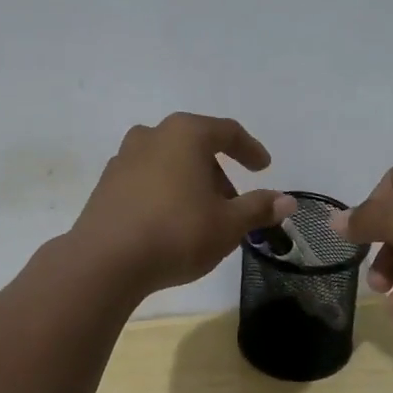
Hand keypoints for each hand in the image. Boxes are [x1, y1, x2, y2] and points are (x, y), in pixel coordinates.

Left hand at [69, 114, 296, 294]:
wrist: (105, 260)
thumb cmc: (176, 233)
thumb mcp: (228, 224)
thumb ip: (258, 208)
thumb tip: (287, 200)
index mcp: (185, 134)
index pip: (227, 132)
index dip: (250, 150)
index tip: (263, 168)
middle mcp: (152, 135)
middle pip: (195, 145)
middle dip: (218, 172)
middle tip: (233, 204)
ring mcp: (124, 158)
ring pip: (169, 162)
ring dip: (190, 182)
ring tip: (202, 216)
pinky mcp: (106, 184)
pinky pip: (146, 179)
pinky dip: (164, 191)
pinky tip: (169, 222)